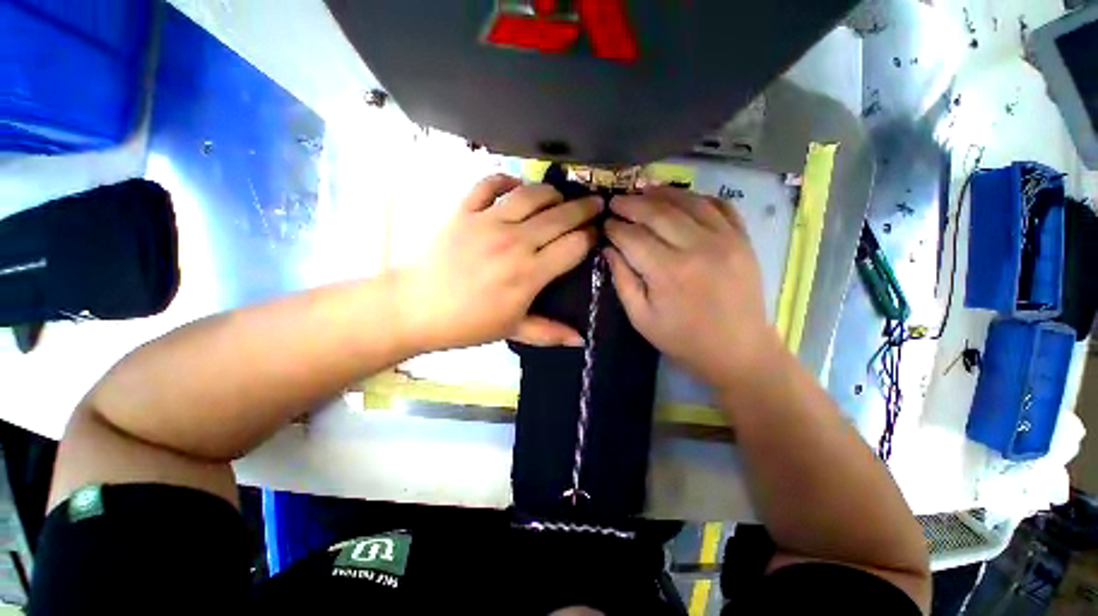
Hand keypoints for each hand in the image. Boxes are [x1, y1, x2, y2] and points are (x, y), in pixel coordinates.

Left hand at [399, 175, 599, 350]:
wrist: (415, 308)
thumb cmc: (468, 323)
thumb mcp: (512, 330)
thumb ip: (550, 333)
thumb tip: (581, 340)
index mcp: (529, 273)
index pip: (573, 246)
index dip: (590, 238)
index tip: (597, 235)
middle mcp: (514, 242)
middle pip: (560, 216)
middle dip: (584, 209)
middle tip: (596, 205)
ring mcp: (488, 222)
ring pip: (531, 195)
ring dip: (552, 192)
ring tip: (561, 196)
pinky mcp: (464, 211)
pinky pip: (489, 184)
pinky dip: (505, 179)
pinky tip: (516, 185)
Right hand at [604, 187, 780, 386]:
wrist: (738, 351)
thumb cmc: (683, 340)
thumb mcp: (641, 318)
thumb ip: (622, 280)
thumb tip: (609, 249)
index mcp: (668, 272)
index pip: (633, 237)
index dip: (614, 228)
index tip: (604, 223)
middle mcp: (696, 247)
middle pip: (657, 212)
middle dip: (631, 204)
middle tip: (615, 201)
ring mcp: (725, 239)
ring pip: (687, 201)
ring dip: (661, 193)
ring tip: (642, 191)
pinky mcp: (742, 239)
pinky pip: (719, 205)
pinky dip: (697, 197)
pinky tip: (681, 199)